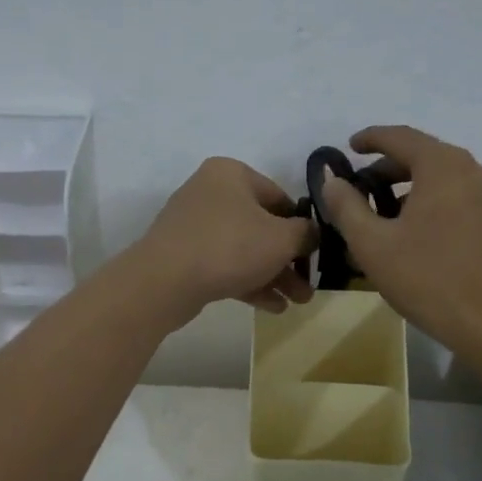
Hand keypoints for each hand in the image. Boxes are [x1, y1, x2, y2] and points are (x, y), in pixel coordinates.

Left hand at [127, 157, 316, 323]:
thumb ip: (306, 233)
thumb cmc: (230, 246)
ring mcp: (193, 225)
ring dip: (273, 275)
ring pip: (244, 249)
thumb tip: (312, 233)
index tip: (316, 254)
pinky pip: (224, 265)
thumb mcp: (282, 238)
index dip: (302, 227)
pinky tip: (272, 307)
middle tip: (308, 287)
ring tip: (297, 302)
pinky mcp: (183, 256)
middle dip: (289, 260)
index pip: (280, 197)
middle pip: (261, 226)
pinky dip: (248, 282)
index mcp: (231, 174)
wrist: (165, 281)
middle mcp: (210, 192)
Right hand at [316, 126, 481, 353]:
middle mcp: (472, 171)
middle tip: (356, 190)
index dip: (370, 139)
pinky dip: (427, 203)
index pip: (400, 137)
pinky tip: (408, 233)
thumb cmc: (429, 279)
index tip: (347, 147)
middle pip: (422, 156)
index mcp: (443, 167)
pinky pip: (455, 198)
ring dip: (406, 189)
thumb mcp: (373, 244)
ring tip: (377, 216)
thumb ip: (346, 206)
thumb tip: (331, 180)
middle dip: (386, 169)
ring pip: (439, 178)